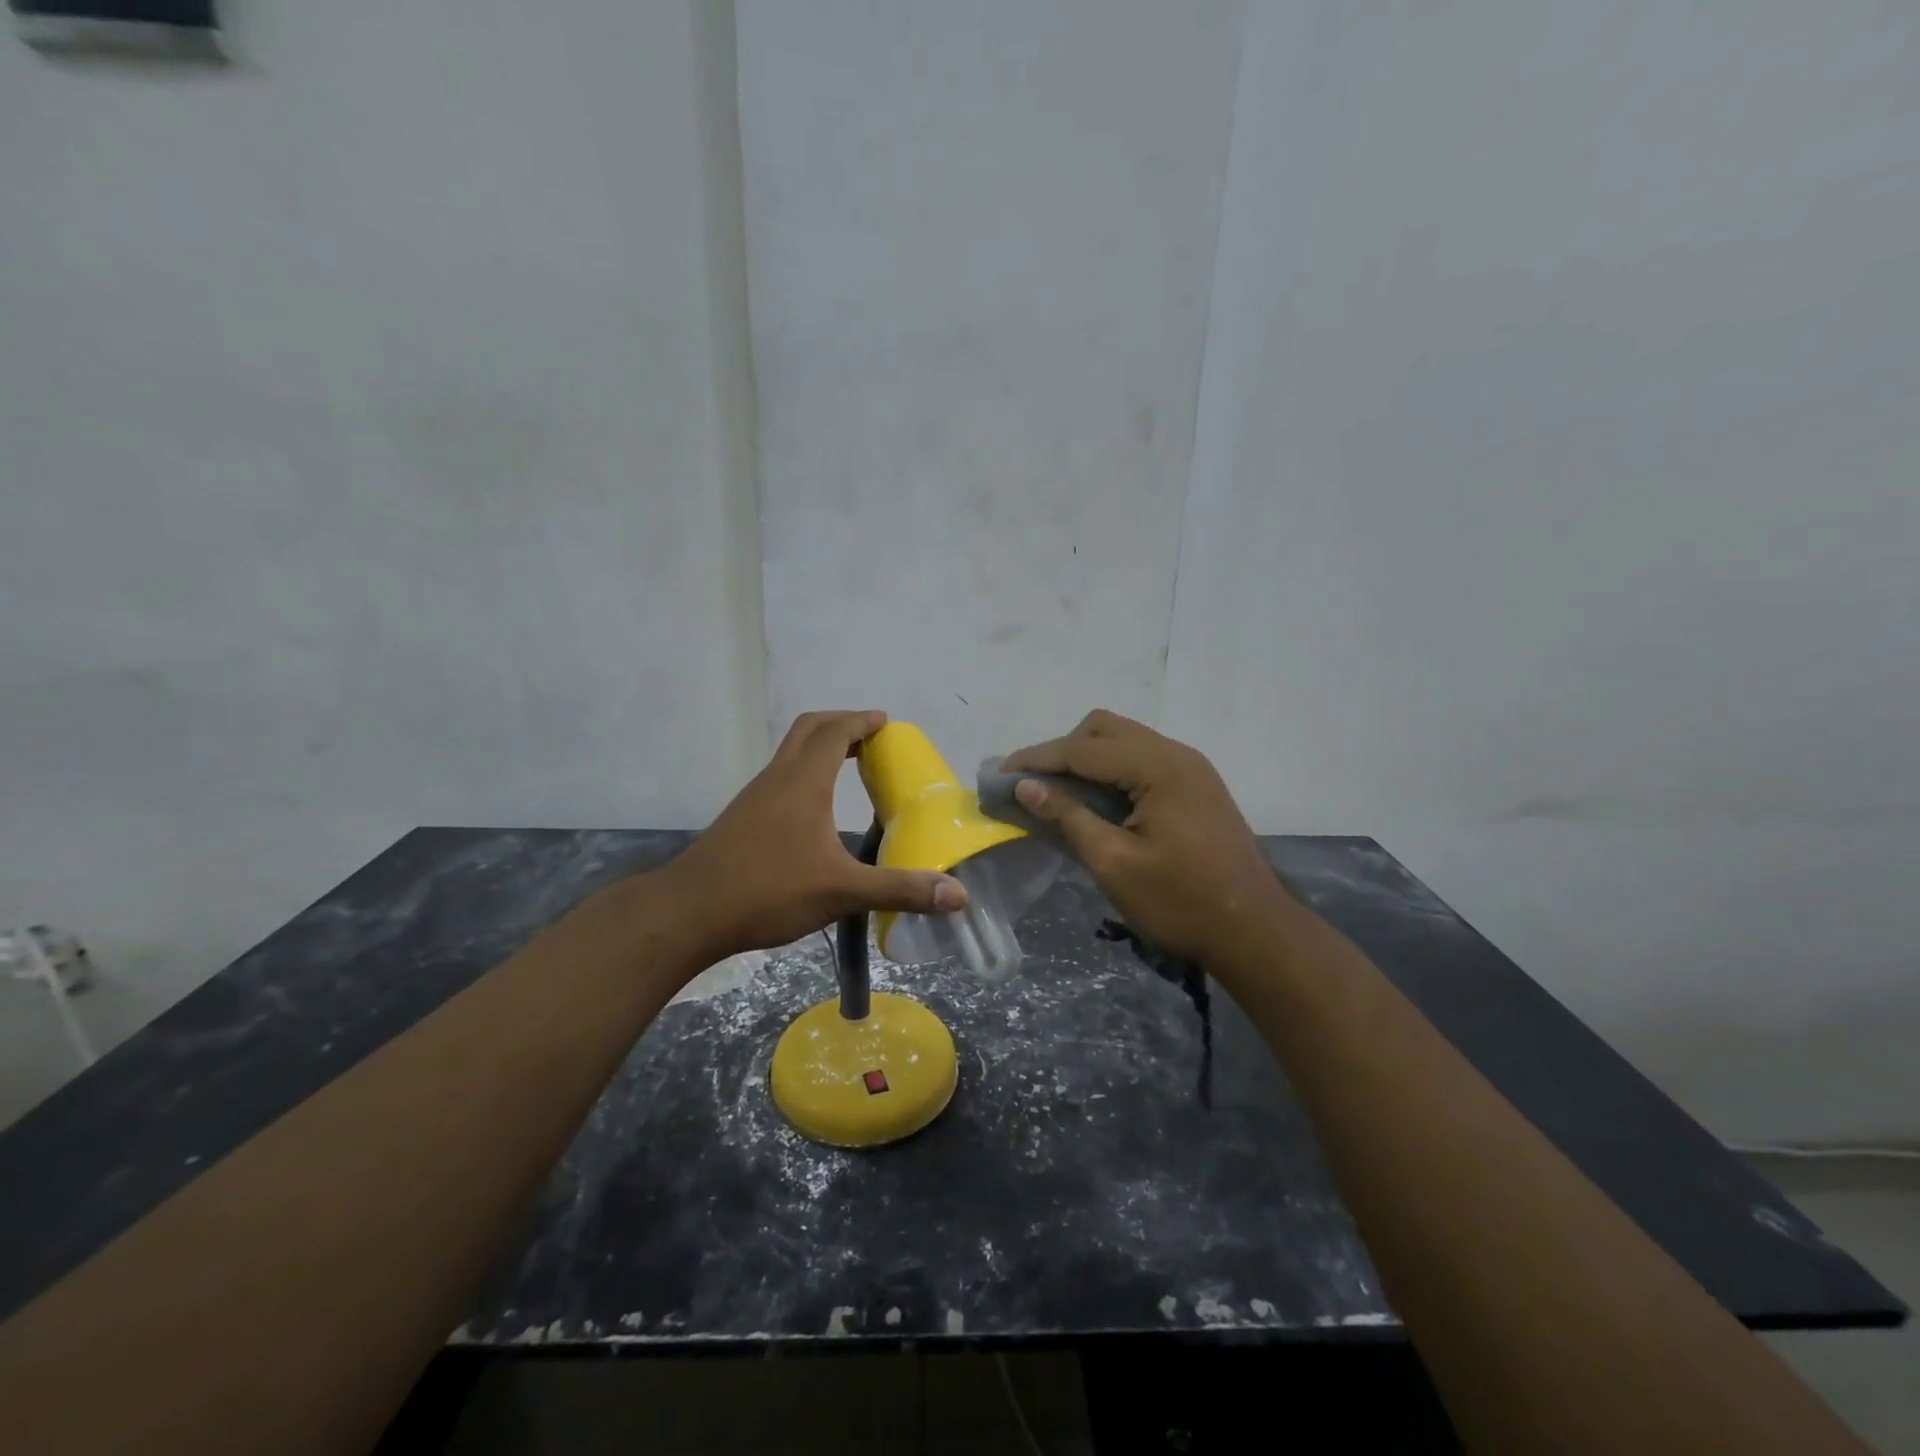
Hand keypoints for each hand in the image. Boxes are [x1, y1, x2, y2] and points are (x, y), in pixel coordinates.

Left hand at [660, 711, 967, 963]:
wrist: (689, 912)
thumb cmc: (768, 890)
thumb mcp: (842, 891)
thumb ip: (899, 890)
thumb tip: (958, 895)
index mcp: (804, 781)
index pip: (836, 731)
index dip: (862, 721)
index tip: (886, 722)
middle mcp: (778, 778)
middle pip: (809, 729)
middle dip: (842, 724)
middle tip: (871, 739)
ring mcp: (755, 796)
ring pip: (791, 753)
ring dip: (821, 748)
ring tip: (851, 768)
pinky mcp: (742, 817)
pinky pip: (781, 777)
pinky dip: (805, 773)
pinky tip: (816, 810)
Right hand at [1003, 710, 1290, 966]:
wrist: (1254, 932)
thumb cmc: (1180, 902)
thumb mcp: (1114, 863)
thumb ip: (1068, 817)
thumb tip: (1025, 786)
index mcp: (1158, 768)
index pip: (1083, 749)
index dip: (1037, 759)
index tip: (1000, 773)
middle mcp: (1176, 754)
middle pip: (1104, 729)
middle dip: (1062, 751)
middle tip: (1033, 786)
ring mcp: (1191, 767)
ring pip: (1124, 741)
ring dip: (1087, 759)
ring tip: (1058, 793)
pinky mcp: (1196, 785)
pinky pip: (1142, 760)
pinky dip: (1111, 771)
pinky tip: (1097, 802)